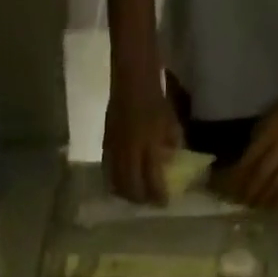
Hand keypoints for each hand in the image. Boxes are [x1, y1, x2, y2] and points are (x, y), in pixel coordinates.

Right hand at [104, 82, 184, 203]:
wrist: (132, 73)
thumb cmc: (154, 94)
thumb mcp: (170, 120)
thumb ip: (171, 145)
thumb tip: (171, 165)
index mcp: (148, 144)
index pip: (152, 179)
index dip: (158, 194)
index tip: (164, 203)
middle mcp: (130, 151)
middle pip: (132, 187)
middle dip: (141, 198)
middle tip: (149, 201)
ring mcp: (116, 148)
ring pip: (118, 183)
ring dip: (126, 194)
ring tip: (134, 196)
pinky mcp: (106, 143)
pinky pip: (108, 171)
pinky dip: (115, 182)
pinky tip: (120, 184)